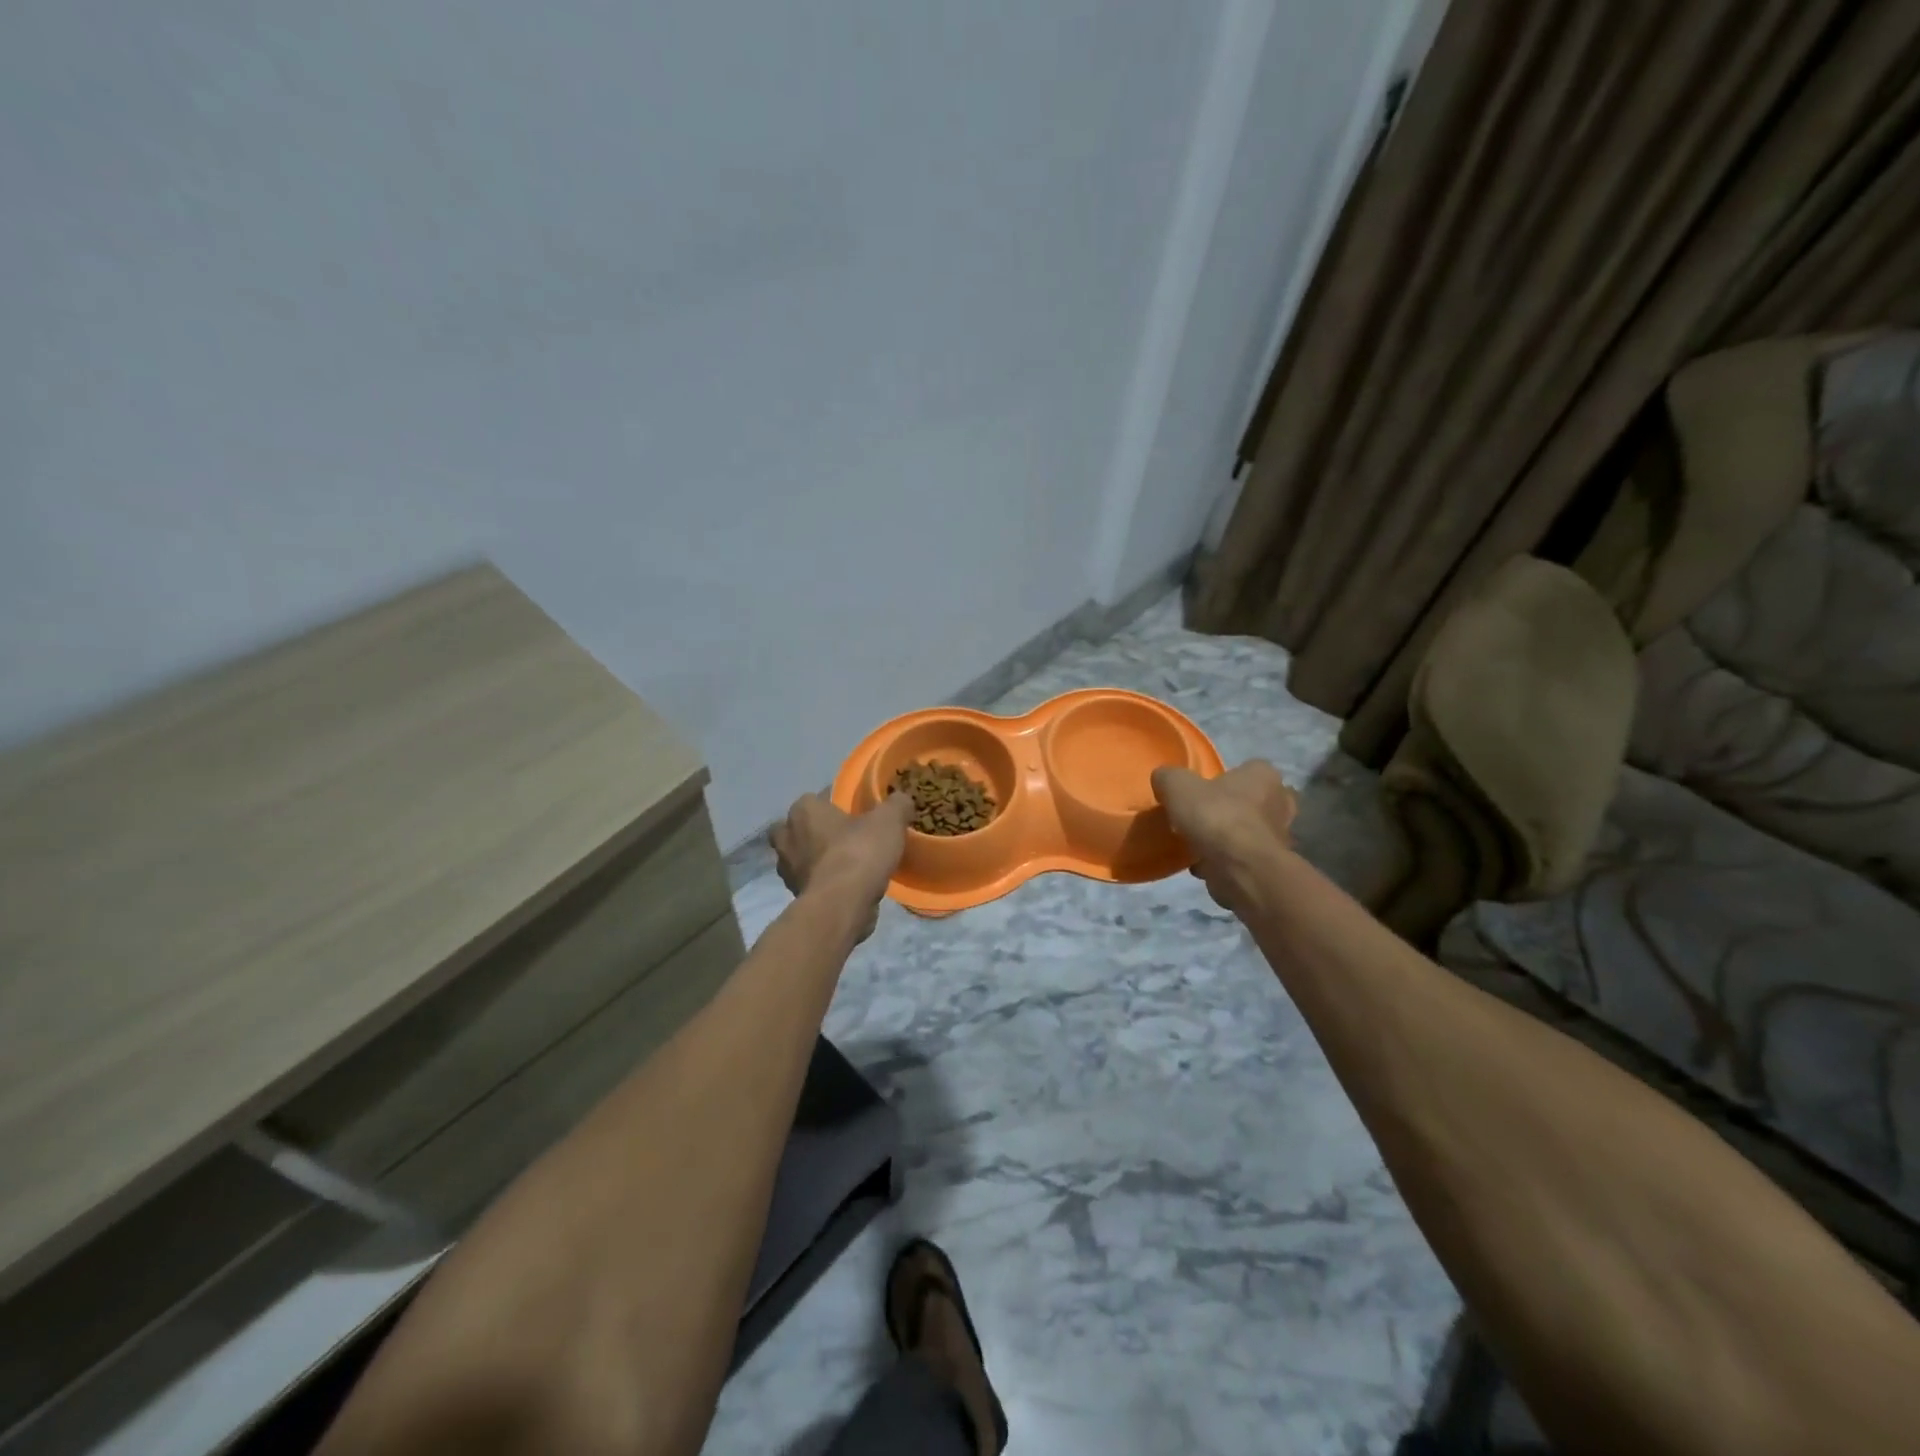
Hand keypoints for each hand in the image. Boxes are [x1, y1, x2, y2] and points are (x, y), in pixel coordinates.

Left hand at [769, 791, 913, 942]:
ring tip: (851, 863)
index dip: (840, 802)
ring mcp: (787, 869)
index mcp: (803, 810)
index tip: (860, 811)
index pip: (819, 797)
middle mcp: (787, 836)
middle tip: (848, 836)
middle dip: (819, 831)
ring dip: (820, 858)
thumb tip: (901, 799)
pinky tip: (849, 885)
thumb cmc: (859, 853)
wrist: (840, 906)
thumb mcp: (889, 820)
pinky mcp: (796, 895)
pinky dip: (825, 882)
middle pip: (803, 827)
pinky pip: (812, 881)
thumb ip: (896, 804)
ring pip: (803, 856)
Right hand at [1151, 760, 1296, 911]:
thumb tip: (1163, 779)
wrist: (1240, 870)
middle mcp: (1280, 803)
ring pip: (1247, 831)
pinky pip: (1242, 857)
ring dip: (1226, 837)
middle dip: (1230, 809)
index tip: (1203, 790)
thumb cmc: (1215, 818)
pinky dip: (1225, 861)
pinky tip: (1202, 864)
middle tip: (1201, 817)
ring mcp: (1279, 837)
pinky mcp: (1270, 865)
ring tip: (1197, 843)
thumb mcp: (1178, 786)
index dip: (1225, 778)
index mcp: (1265, 776)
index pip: (1248, 769)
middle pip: (1251, 801)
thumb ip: (1168, 777)